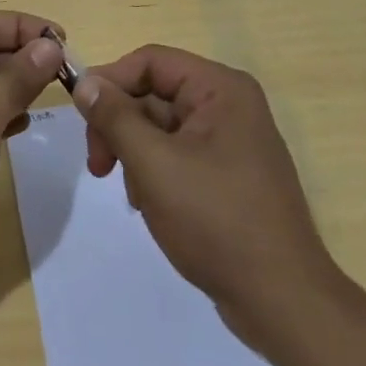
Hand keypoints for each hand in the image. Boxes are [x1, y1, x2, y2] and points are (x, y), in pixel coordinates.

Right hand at [73, 44, 330, 342]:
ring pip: (162, 126)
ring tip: (133, 195)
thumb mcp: (153, 164)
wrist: (283, 303)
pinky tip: (150, 204)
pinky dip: (155, 171)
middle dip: (120, 126)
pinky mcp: (230, 174)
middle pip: (154, 93)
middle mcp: (229, 104)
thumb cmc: (216, 222)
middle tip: (97, 166)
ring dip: (135, 153)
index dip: (110, 81)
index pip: (150, 61)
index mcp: (220, 89)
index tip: (82, 119)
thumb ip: (115, 117)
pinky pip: (179, 153)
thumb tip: (85, 82)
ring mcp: (232, 141)